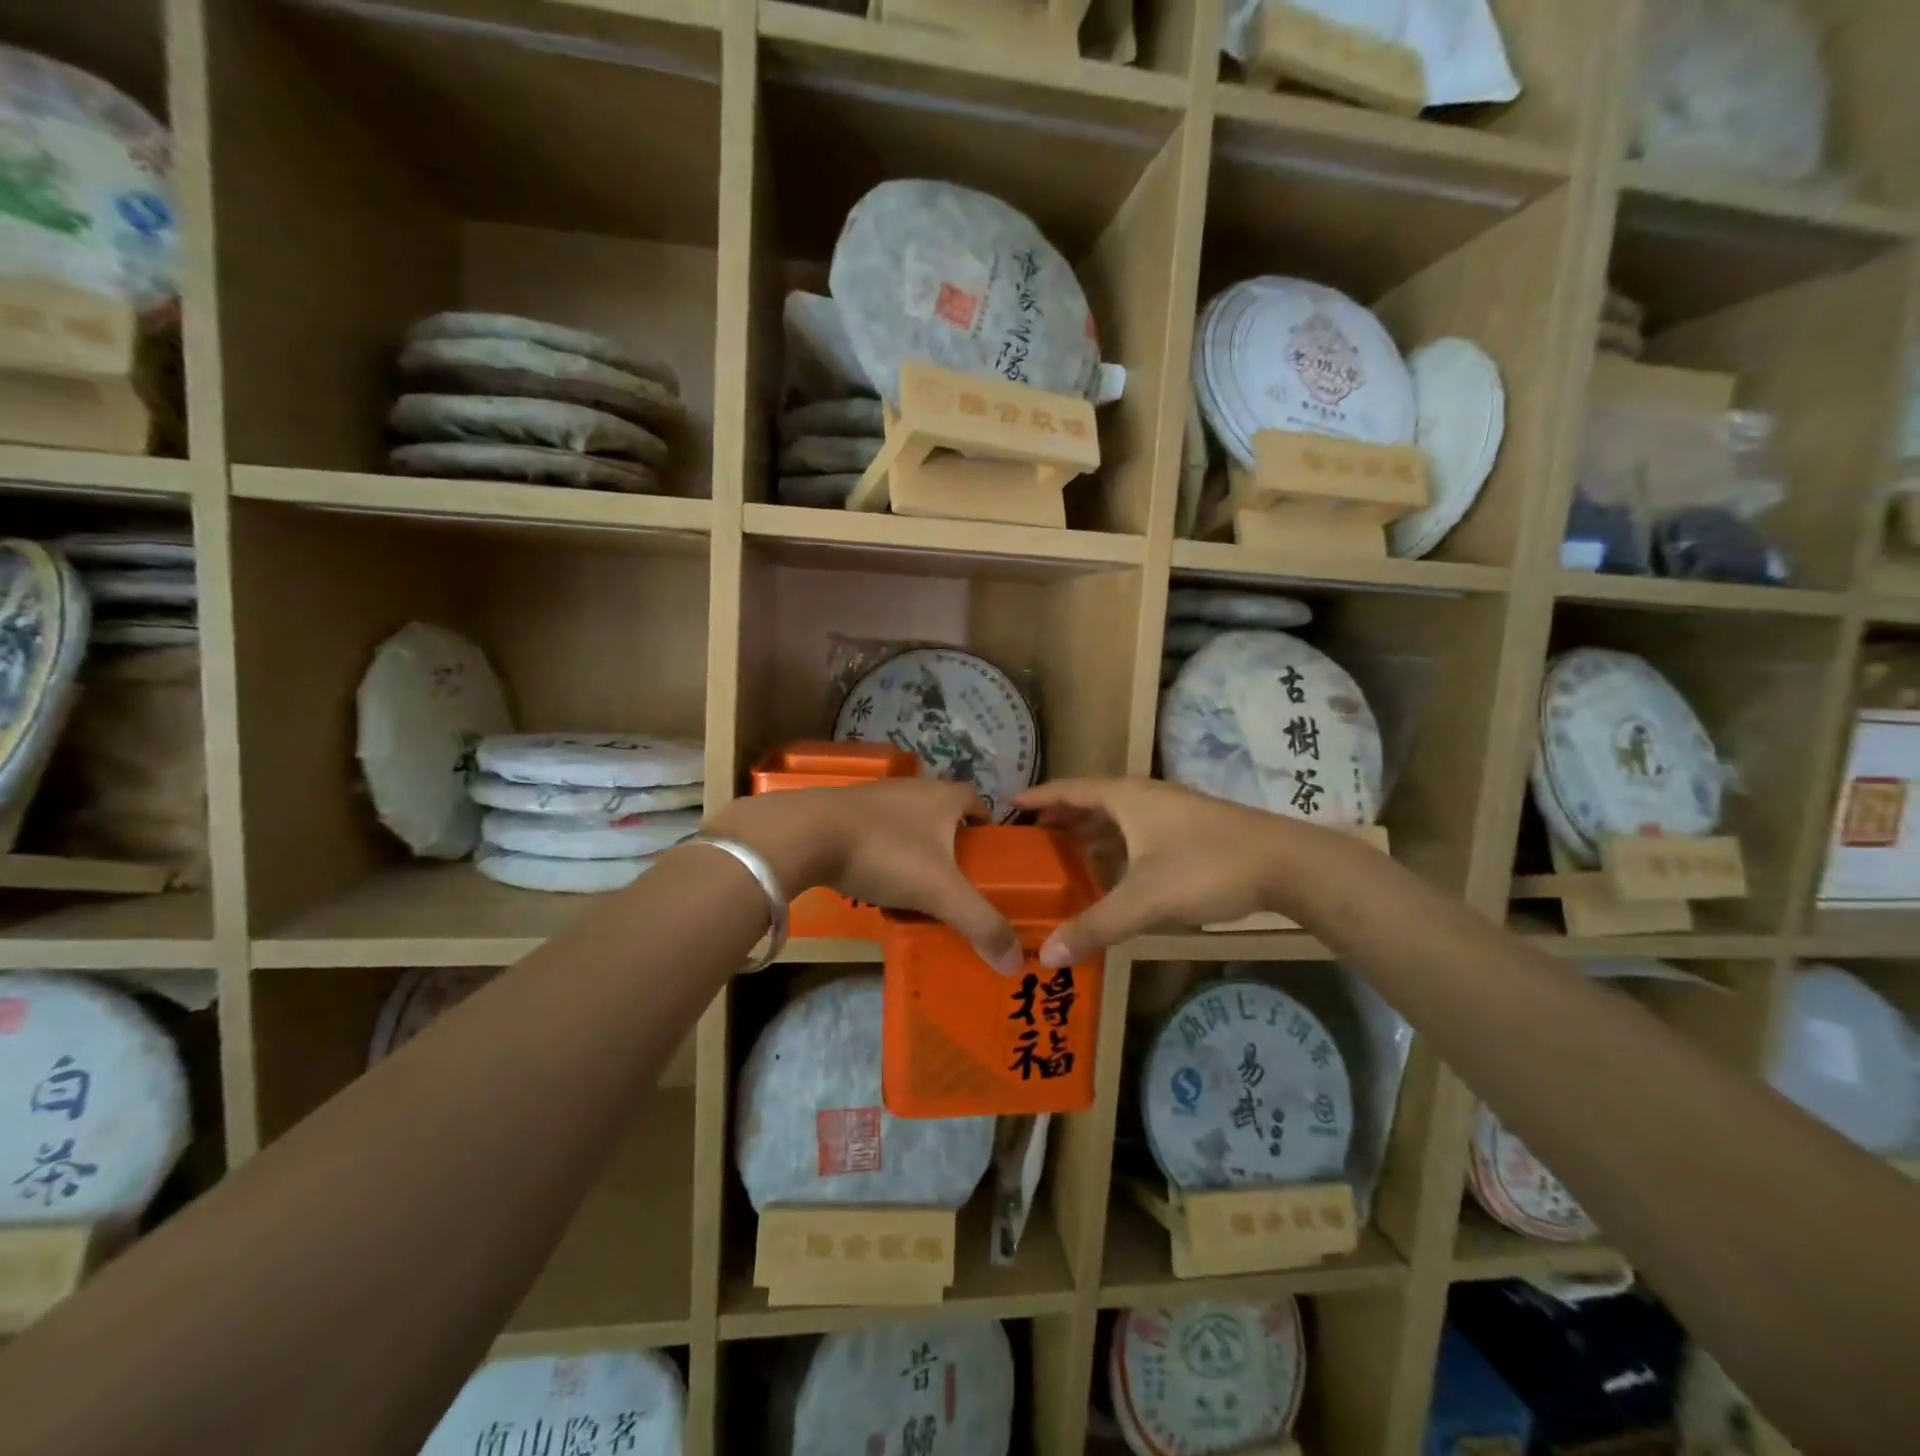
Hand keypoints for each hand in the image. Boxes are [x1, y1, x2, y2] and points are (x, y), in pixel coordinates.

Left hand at [708, 781, 1023, 973]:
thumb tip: (1015, 962)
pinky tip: (878, 883)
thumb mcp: (939, 892)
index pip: (978, 804)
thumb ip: (979, 924)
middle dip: (953, 846)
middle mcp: (913, 788)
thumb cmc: (885, 852)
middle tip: (958, 883)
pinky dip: (886, 854)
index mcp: (943, 796)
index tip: (990, 862)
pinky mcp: (845, 811)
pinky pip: (879, 833)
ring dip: (918, 851)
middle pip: (944, 815)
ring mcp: (876, 797)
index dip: (988, 830)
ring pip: (910, 825)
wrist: (806, 834)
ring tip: (920, 889)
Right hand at [1015, 777, 1315, 964]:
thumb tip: (1046, 955)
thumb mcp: (1145, 899)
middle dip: (1059, 818)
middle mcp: (1143, 796)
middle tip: (1028, 842)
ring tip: (1061, 857)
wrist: (1286, 863)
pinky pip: (1135, 830)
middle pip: (1090, 801)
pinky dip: (1114, 845)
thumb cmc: (1206, 867)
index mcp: (1125, 797)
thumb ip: (1095, 926)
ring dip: (1088, 833)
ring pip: (1115, 817)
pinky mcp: (1188, 829)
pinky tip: (1111, 871)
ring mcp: (1169, 811)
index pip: (1068, 789)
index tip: (1008, 805)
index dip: (1038, 798)